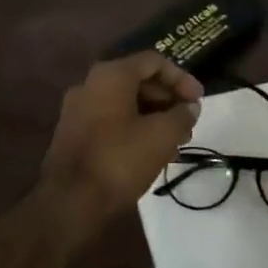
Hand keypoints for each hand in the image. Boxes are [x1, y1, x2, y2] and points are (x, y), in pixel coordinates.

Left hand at [37, 53, 201, 238]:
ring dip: (154, 117)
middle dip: (168, 100)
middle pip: (139, 81)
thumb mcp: (162, 136)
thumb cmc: (119, 160)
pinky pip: (111, 121)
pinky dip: (135, 128)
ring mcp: (77, 110)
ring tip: (176, 141)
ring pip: (125, 103)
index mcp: (111, 75)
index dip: (181, 78)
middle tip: (189, 122)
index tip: (198, 101)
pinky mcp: (73, 135)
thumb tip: (189, 107)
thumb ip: (182, 115)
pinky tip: (152, 153)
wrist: (69, 204)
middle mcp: (90, 85)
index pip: (154, 62)